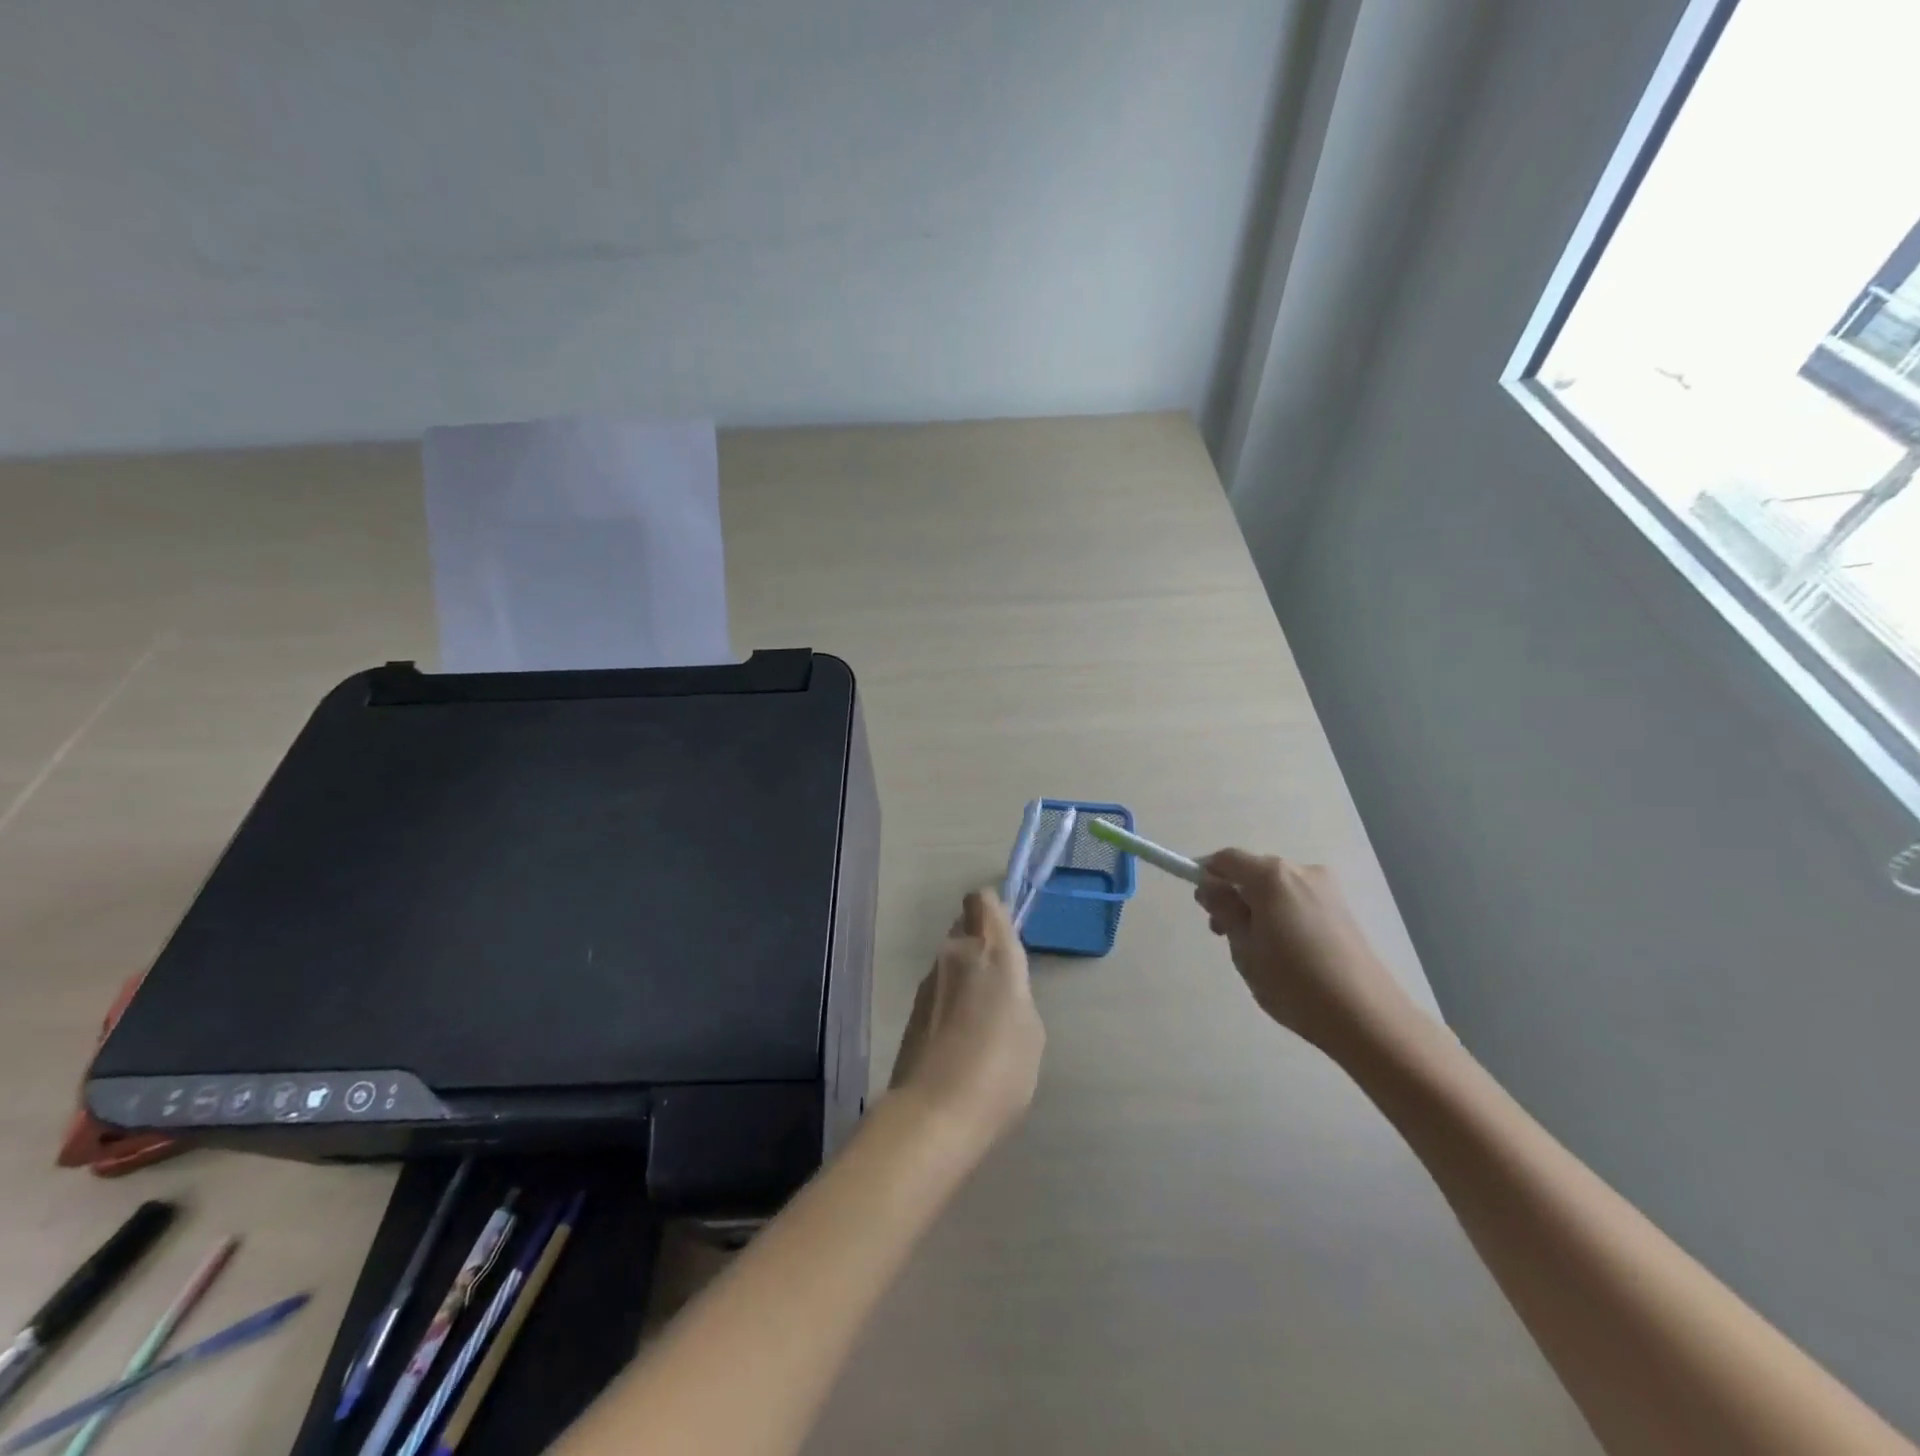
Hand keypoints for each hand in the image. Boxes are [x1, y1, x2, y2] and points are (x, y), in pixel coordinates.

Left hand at [888, 888, 1044, 1149]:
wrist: (934, 1113)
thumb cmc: (1000, 1068)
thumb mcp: (1030, 1029)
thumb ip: (1015, 992)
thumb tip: (999, 985)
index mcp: (991, 951)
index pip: (982, 901)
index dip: (993, 906)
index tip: (1006, 927)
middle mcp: (955, 954)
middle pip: (964, 927)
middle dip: (979, 942)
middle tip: (999, 979)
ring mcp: (929, 981)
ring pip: (950, 960)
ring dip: (965, 974)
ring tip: (983, 1017)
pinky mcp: (912, 1009)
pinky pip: (939, 990)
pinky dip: (951, 1001)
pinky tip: (962, 1037)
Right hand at [1194, 850, 1416, 1055]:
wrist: (1365, 1017)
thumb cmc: (1293, 982)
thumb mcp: (1244, 947)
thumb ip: (1224, 910)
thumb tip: (1210, 887)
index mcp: (1272, 875)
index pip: (1226, 860)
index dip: (1206, 876)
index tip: (1201, 905)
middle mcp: (1300, 871)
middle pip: (1253, 871)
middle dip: (1233, 895)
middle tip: (1223, 935)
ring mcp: (1326, 889)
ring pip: (1276, 888)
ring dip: (1257, 907)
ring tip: (1257, 950)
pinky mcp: (1342, 909)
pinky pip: (1297, 901)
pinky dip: (1281, 915)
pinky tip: (1285, 951)